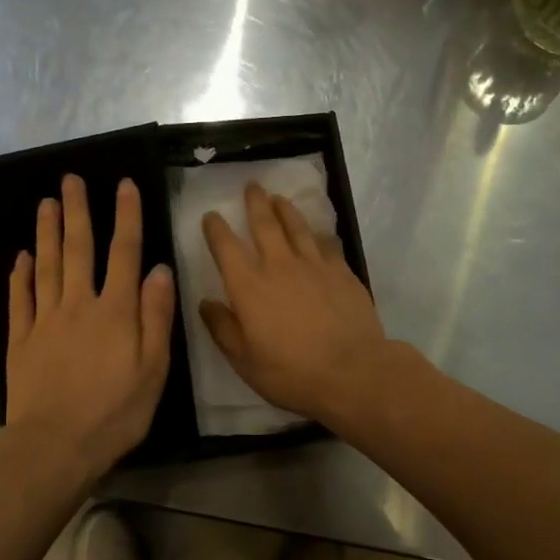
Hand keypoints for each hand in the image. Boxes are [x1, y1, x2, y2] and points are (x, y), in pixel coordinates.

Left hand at [7, 175, 174, 480]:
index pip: (124, 253)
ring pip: (46, 265)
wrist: (52, 446)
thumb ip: (157, 317)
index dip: (126, 216)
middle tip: (70, 179)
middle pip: (78, 249)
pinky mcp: (21, 340)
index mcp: (116, 311)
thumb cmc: (114, 413)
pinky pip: (20, 298)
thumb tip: (160, 269)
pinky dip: (20, 274)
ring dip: (47, 232)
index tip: (124, 184)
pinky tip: (21, 256)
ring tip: (45, 203)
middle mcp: (79, 305)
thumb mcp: (153, 369)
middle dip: (77, 211)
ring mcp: (45, 320)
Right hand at [200, 183, 390, 423]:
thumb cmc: (292, 373)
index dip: (216, 229)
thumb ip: (223, 329)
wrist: (353, 372)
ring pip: (297, 226)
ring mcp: (315, 265)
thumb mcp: (245, 361)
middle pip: (265, 223)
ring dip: (285, 209)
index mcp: (249, 287)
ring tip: (279, 198)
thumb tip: (206, 303)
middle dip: (255, 202)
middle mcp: (279, 266)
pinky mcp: (342, 271)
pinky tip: (317, 232)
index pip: (226, 247)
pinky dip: (317, 233)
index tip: (212, 216)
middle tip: (252, 186)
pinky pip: (326, 243)